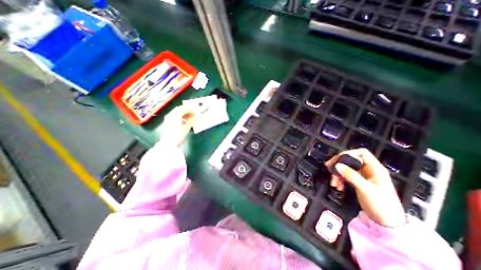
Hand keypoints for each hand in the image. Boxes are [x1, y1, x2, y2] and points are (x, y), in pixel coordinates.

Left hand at [160, 106, 196, 146]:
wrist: (168, 144)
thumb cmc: (178, 136)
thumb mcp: (186, 128)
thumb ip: (191, 121)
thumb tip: (196, 116)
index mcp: (175, 115)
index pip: (184, 109)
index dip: (191, 109)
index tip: (196, 110)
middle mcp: (171, 115)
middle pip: (179, 109)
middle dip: (187, 110)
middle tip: (194, 113)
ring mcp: (168, 119)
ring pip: (177, 112)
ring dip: (184, 113)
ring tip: (190, 117)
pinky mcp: (168, 122)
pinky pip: (175, 116)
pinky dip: (180, 116)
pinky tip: (185, 120)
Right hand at [327, 149, 404, 226]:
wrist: (387, 223)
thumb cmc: (381, 205)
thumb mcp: (366, 189)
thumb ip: (351, 176)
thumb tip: (337, 165)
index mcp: (375, 168)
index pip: (361, 153)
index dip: (349, 153)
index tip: (338, 160)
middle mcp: (368, 170)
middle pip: (350, 160)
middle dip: (339, 164)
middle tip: (329, 168)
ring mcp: (363, 176)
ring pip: (346, 168)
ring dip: (338, 173)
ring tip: (333, 182)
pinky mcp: (358, 182)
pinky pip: (346, 176)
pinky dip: (340, 179)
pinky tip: (338, 186)